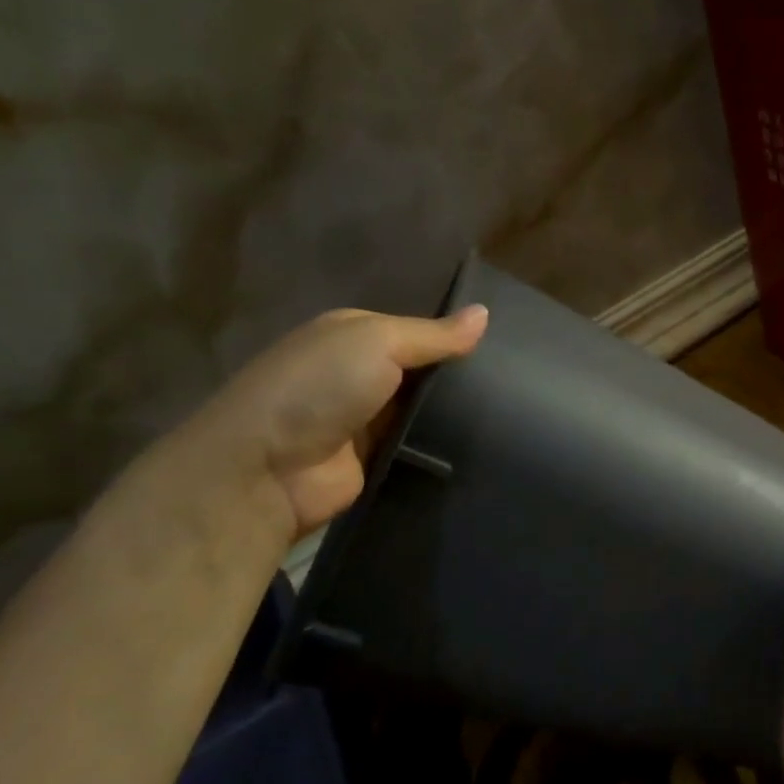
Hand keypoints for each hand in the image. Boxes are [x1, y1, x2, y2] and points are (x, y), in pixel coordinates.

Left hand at [170, 305, 487, 541]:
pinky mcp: (374, 460)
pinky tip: (485, 444)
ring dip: (455, 415)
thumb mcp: (379, 342)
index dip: (455, 337)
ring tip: (513, 414)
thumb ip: (434, 335)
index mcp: (353, 335)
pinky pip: (419, 448)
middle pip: (423, 372)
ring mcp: (366, 420)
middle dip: (460, 377)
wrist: (267, 469)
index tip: (504, 346)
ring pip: (425, 412)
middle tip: (517, 383)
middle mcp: (359, 373)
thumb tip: (485, 314)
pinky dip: (443, 447)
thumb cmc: (320, 387)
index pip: (417, 331)